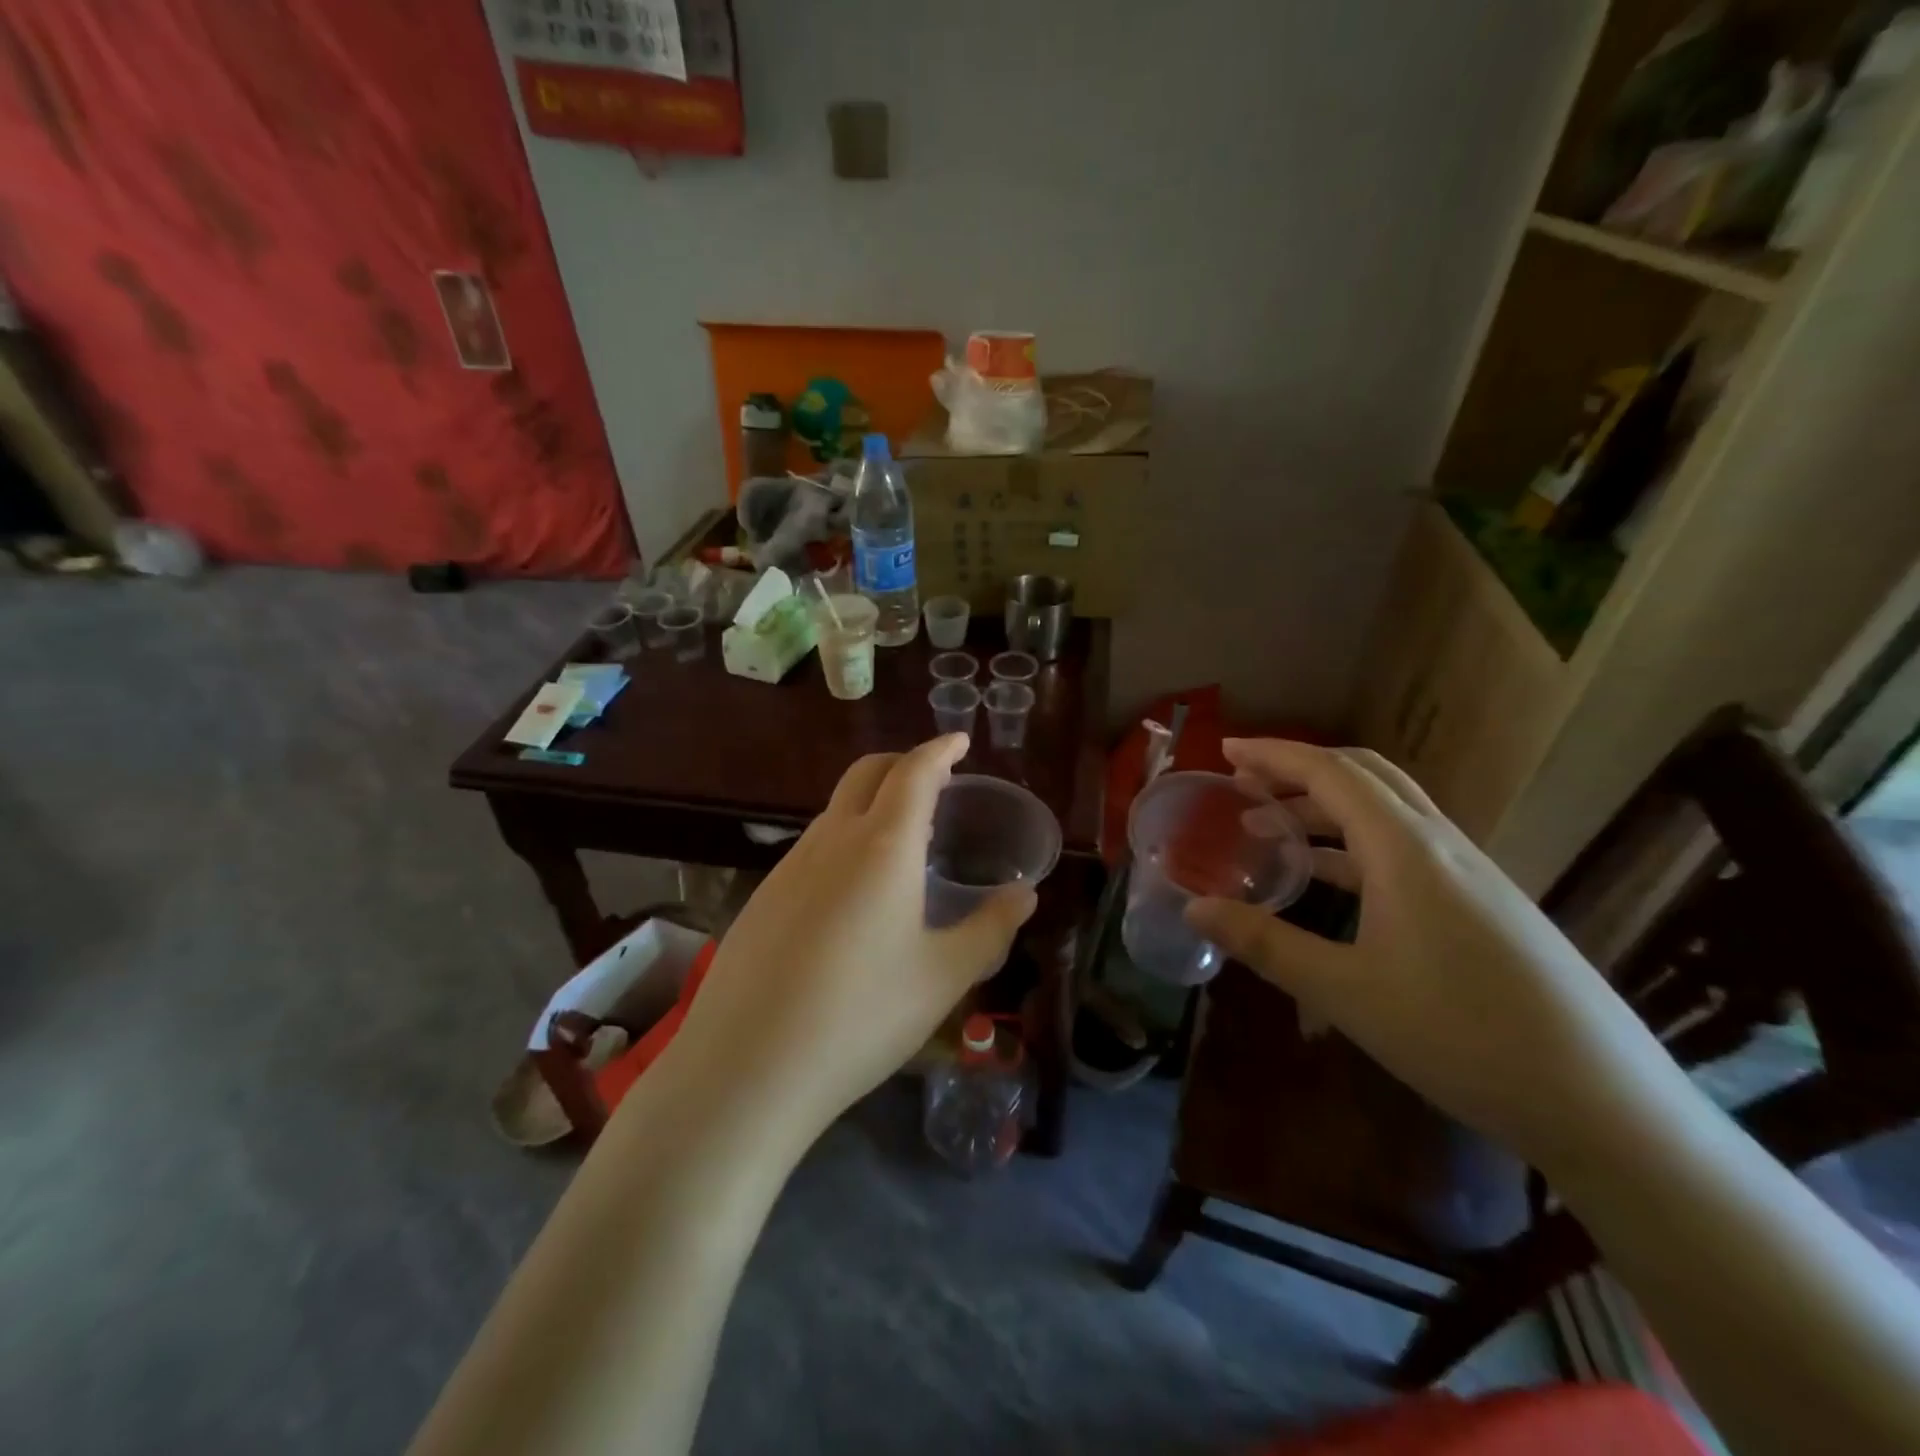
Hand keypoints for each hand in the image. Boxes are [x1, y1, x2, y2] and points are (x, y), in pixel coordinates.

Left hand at [665, 735, 1037, 1149]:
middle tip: (935, 779)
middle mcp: (832, 840)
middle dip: (903, 763)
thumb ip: (990, 929)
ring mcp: (789, 867)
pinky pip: (812, 848)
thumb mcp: (943, 977)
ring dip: (871, 803)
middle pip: (866, 774)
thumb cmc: (861, 1016)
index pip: (914, 773)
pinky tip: (852, 893)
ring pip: (835, 810)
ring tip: (900, 840)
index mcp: (883, 846)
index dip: (939, 750)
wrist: (746, 1067)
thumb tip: (1025, 895)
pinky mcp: (762, 897)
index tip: (958, 741)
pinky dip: (843, 841)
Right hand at [1185, 739, 1682, 1171]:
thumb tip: (1194, 909)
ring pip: (1389, 811)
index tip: (1227, 750)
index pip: (1331, 773)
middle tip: (1244, 783)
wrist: (1603, 1104)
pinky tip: (1332, 880)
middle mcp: (1442, 845)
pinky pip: (1408, 847)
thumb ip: (1265, 943)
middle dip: (1299, 770)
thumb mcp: (1346, 992)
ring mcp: (1471, 873)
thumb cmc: (1462, 1036)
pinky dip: (1356, 844)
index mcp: (1406, 850)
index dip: (1275, 755)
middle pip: (1365, 776)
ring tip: (1271, 829)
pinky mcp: (1485, 903)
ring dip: (1326, 807)